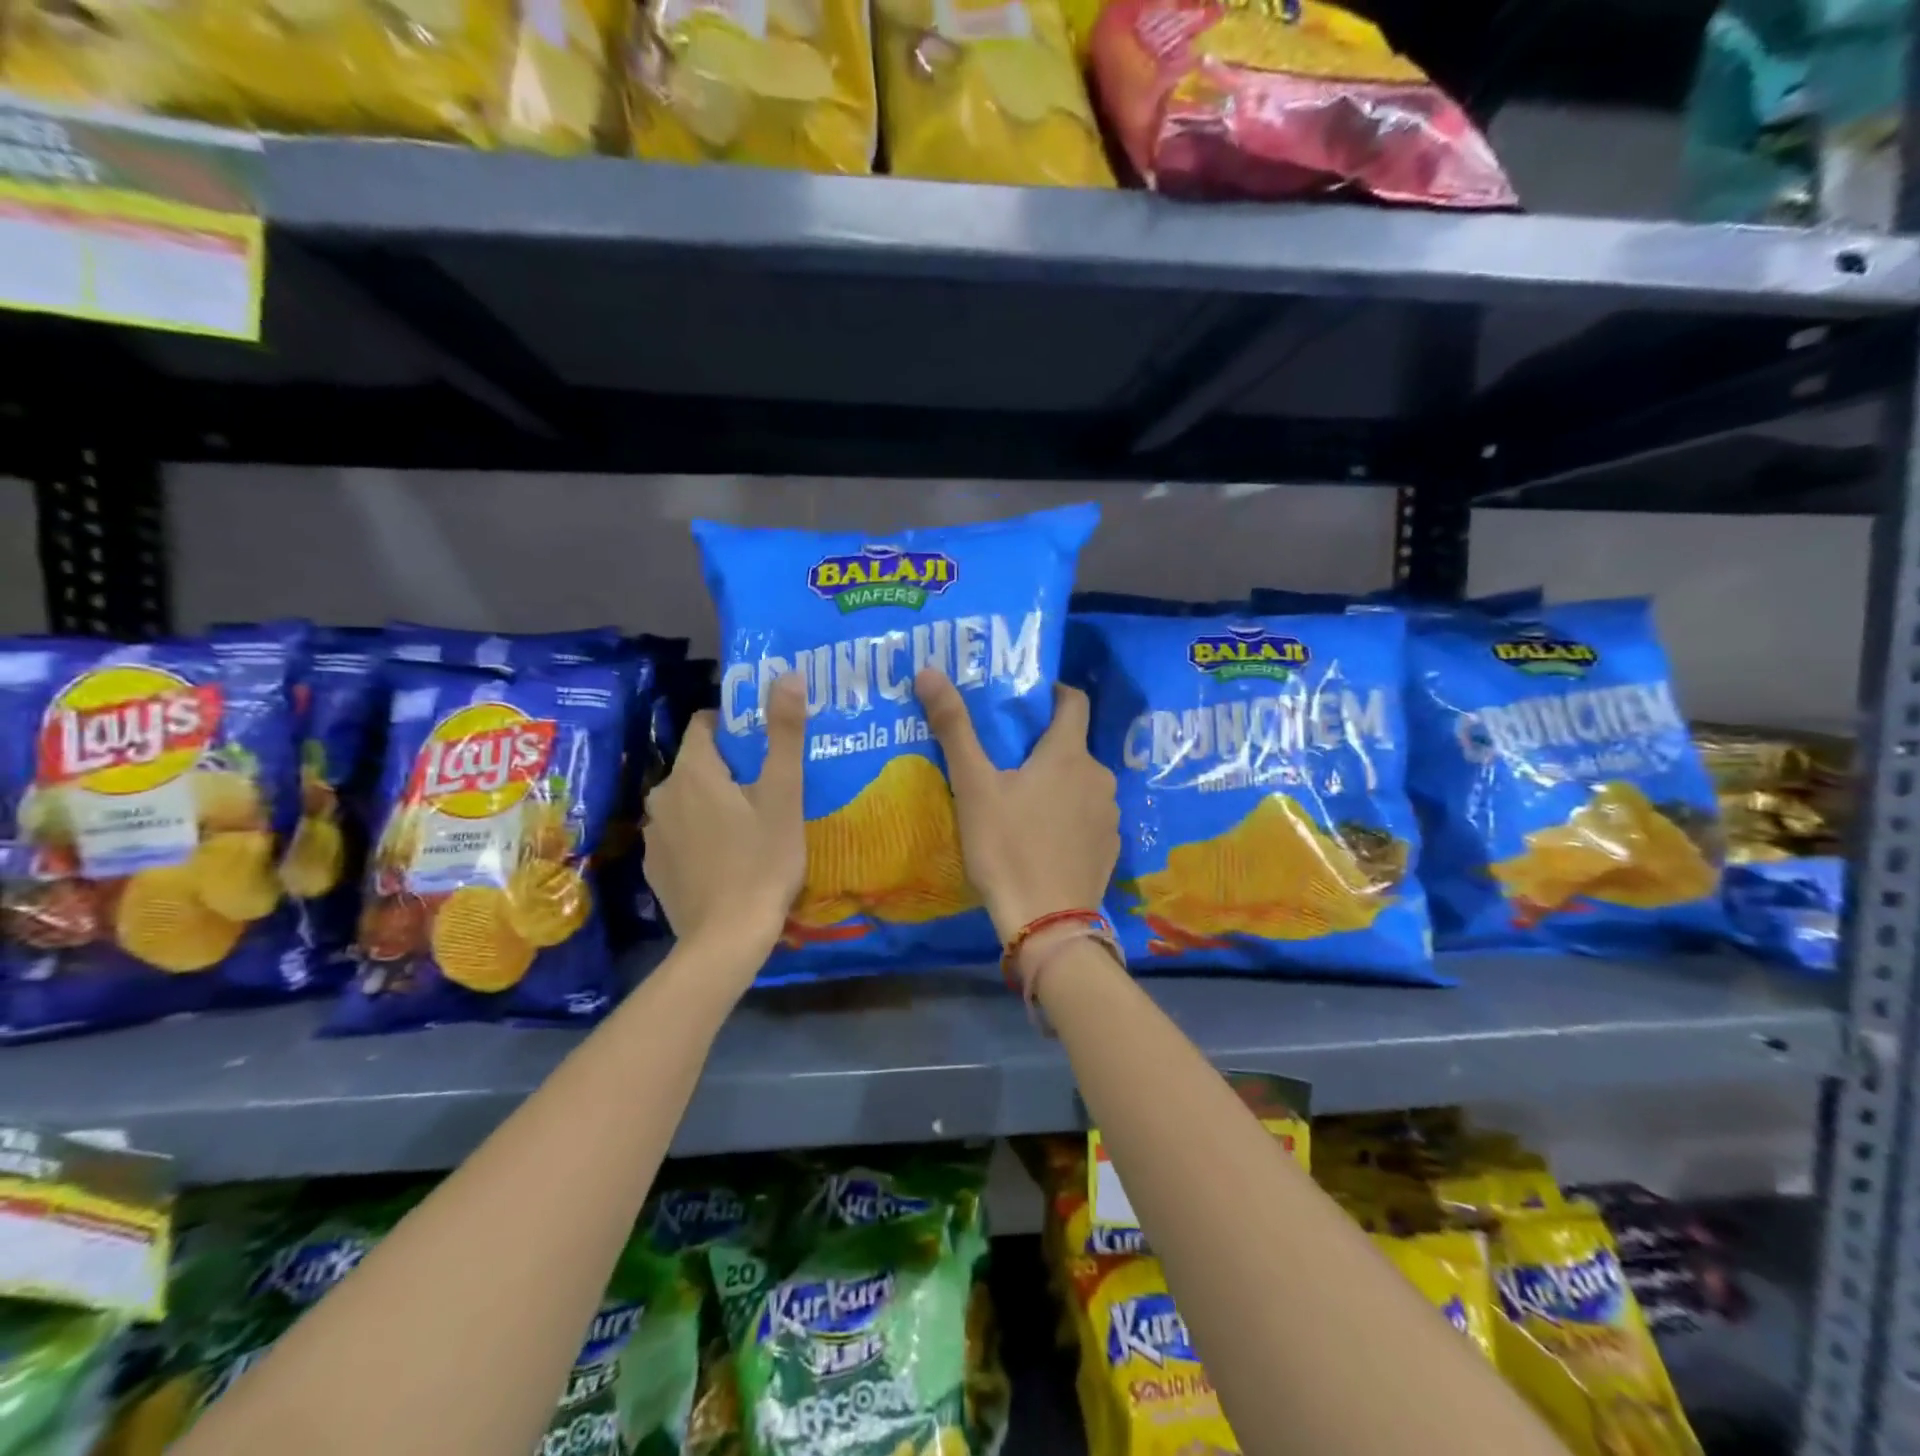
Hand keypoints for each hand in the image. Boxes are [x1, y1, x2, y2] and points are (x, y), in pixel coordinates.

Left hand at [643, 676, 805, 966]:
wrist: (726, 939)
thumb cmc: (762, 861)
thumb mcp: (783, 795)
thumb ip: (784, 733)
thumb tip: (786, 673)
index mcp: (693, 772)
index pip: (704, 725)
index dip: (735, 727)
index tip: (765, 744)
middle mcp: (662, 796)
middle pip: (698, 764)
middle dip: (729, 768)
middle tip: (769, 787)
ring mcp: (654, 835)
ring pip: (688, 801)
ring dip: (714, 803)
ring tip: (752, 824)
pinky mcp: (655, 868)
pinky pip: (680, 835)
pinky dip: (700, 836)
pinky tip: (727, 859)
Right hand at [915, 669, 1118, 940]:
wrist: (1048, 923)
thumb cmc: (1007, 847)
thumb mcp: (973, 786)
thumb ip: (954, 728)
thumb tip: (930, 671)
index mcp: (1068, 754)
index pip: (1074, 701)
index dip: (1054, 692)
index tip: (1030, 698)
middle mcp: (1098, 777)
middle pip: (1073, 746)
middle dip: (1044, 746)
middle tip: (1007, 758)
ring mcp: (1109, 815)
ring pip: (1081, 783)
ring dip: (1058, 783)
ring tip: (1022, 800)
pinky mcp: (1110, 847)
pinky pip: (1088, 817)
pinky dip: (1069, 816)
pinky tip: (1044, 837)